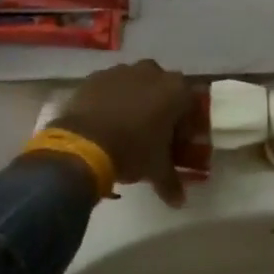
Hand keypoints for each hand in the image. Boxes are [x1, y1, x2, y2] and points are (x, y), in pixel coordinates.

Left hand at [53, 60, 194, 206]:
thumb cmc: (132, 151)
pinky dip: (111, 100)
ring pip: (136, 85)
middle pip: (164, 90)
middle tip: (153, 134)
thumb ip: (172, 183)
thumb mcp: (156, 170)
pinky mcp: (96, 76)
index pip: (190, 106)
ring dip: (135, 101)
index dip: (185, 126)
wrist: (82, 143)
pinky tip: (104, 122)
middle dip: (161, 108)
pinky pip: (110, 87)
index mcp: (176, 90)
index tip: (176, 144)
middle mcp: (152, 72)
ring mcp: (122, 71)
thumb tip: (179, 202)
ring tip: (125, 128)